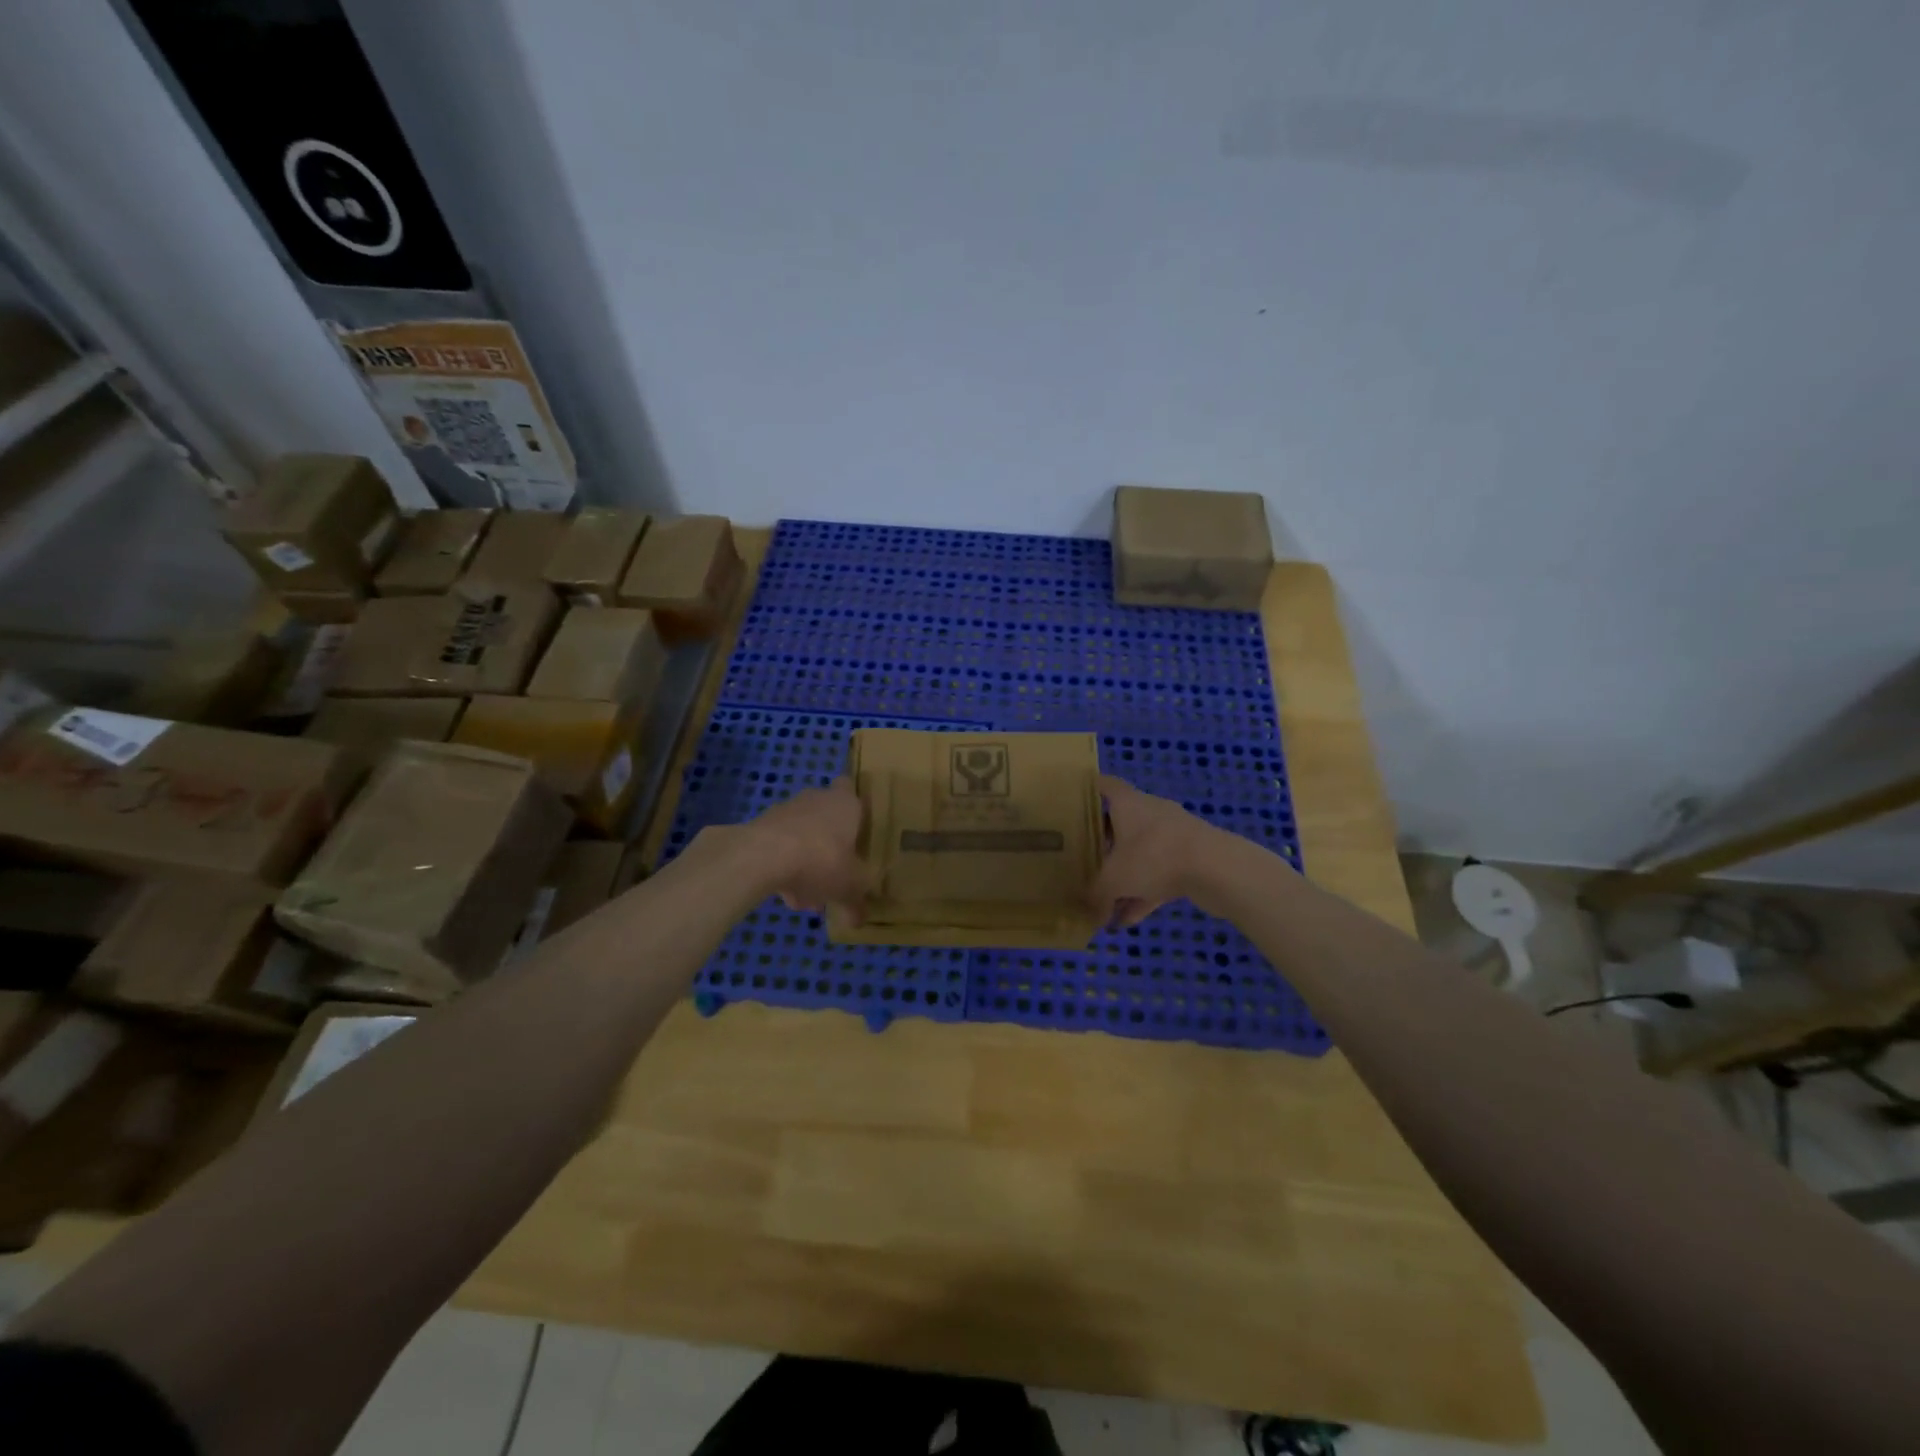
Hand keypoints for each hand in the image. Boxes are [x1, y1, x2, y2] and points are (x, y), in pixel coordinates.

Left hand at [739, 777, 870, 914]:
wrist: (762, 856)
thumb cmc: (821, 860)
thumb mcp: (849, 888)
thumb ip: (857, 902)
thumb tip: (860, 920)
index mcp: (845, 804)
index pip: (850, 789)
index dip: (853, 808)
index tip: (857, 831)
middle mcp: (817, 799)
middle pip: (826, 820)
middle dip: (830, 848)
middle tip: (833, 877)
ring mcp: (786, 811)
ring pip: (802, 837)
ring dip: (805, 863)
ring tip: (805, 899)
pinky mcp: (760, 826)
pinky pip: (779, 847)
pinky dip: (783, 868)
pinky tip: (784, 895)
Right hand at [1089, 775, 1220, 927]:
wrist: (1216, 868)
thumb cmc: (1154, 857)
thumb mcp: (1113, 879)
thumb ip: (1095, 894)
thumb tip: (1087, 911)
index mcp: (1128, 803)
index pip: (1105, 785)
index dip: (1088, 790)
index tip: (1071, 801)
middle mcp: (1150, 812)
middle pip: (1121, 822)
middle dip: (1103, 841)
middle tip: (1082, 857)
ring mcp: (1173, 836)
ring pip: (1141, 853)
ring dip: (1125, 876)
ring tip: (1104, 902)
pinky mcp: (1191, 858)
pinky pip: (1160, 874)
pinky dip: (1144, 894)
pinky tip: (1129, 920)